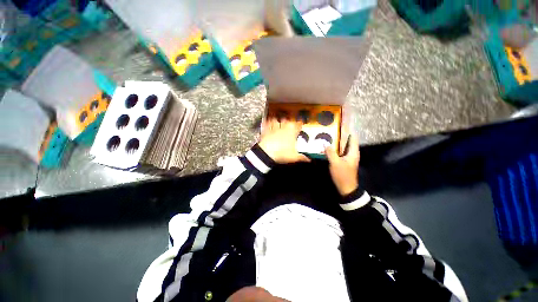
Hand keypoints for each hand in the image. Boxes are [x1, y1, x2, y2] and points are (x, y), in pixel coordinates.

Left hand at [258, 117, 309, 163]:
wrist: (267, 154)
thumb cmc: (282, 153)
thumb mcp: (294, 157)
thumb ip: (302, 157)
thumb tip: (308, 160)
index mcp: (292, 131)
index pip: (298, 125)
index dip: (300, 125)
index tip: (301, 125)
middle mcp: (283, 127)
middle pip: (288, 120)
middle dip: (289, 122)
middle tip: (290, 125)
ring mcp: (274, 128)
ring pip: (277, 120)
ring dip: (278, 121)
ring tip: (278, 122)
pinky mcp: (265, 130)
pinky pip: (267, 123)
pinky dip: (267, 123)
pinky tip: (267, 122)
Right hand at [325, 134, 359, 195]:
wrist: (346, 188)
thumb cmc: (343, 175)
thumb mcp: (335, 163)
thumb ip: (330, 153)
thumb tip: (325, 143)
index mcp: (353, 152)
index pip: (353, 138)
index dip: (348, 130)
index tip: (341, 124)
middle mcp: (351, 153)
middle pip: (347, 141)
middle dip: (340, 135)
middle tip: (331, 128)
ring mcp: (347, 157)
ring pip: (342, 146)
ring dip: (336, 141)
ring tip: (328, 135)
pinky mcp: (342, 161)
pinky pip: (339, 152)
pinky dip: (334, 148)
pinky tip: (327, 146)